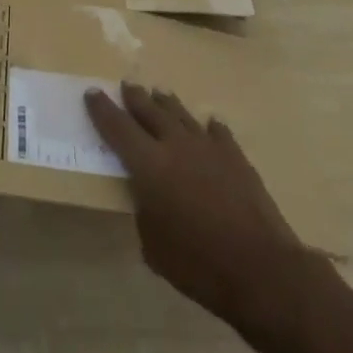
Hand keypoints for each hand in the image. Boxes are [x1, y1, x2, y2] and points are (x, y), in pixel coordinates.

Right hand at [86, 82, 319, 342]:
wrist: (260, 268)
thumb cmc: (198, 265)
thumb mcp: (154, 246)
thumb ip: (145, 211)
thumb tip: (148, 196)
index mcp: (149, 165)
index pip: (118, 128)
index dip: (102, 110)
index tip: (91, 92)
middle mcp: (176, 145)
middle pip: (150, 111)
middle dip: (135, 98)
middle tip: (126, 85)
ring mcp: (208, 146)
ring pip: (181, 114)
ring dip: (167, 103)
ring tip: (158, 93)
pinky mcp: (235, 155)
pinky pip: (216, 132)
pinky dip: (208, 127)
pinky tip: (208, 124)